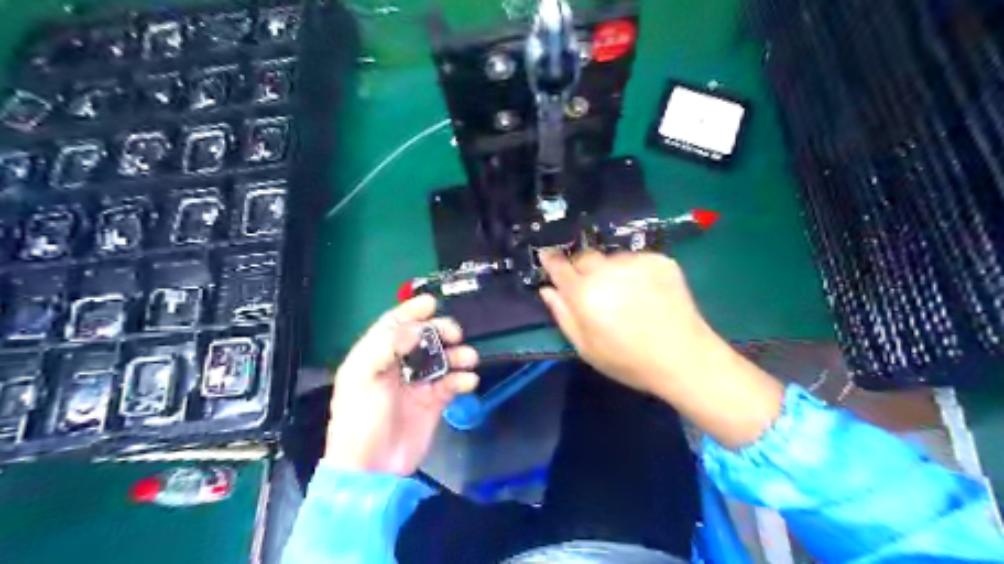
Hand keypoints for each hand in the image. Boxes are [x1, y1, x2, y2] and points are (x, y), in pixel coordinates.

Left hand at [322, 295, 476, 474]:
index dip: (411, 312)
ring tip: (468, 358)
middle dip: (441, 331)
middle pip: (424, 338)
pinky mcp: (434, 402)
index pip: (394, 325)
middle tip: (455, 333)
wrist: (373, 469)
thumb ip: (387, 346)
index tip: (432, 303)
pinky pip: (453, 383)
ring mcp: (418, 384)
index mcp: (375, 356)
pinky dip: (463, 379)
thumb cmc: (360, 419)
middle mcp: (398, 366)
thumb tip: (417, 327)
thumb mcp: (363, 376)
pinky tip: (468, 381)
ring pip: (443, 359)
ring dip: (458, 354)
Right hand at [541, 252, 721, 396]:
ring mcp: (636, 261)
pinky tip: (645, 293)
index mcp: (585, 293)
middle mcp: (608, 270)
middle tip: (592, 290)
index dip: (551, 261)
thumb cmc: (628, 360)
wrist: (684, 358)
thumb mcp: (586, 347)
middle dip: (582, 269)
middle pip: (584, 257)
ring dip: (610, 271)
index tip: (547, 258)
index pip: (559, 266)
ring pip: (611, 258)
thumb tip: (547, 289)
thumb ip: (563, 315)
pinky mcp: (660, 260)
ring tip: (625, 295)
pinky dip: (634, 271)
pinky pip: (636, 260)